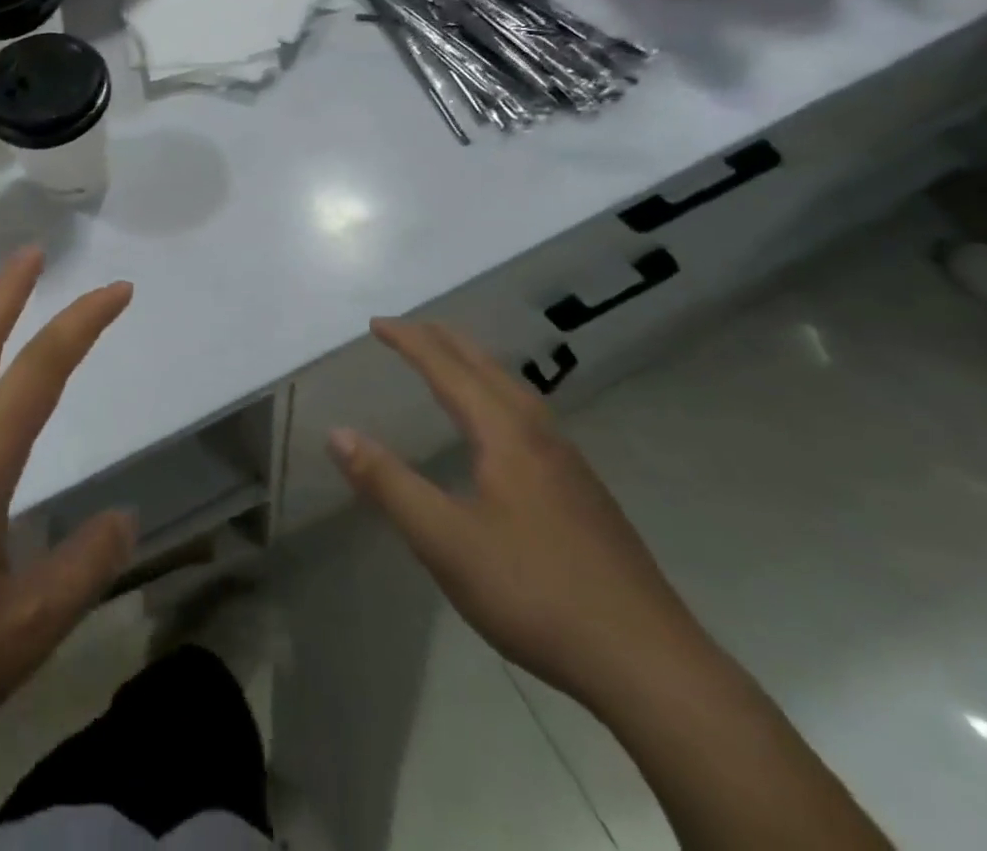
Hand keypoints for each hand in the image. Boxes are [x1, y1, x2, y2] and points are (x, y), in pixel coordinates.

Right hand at [328, 321, 708, 711]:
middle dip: (444, 341)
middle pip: (487, 368)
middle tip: (408, 329)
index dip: (410, 341)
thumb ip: (388, 483)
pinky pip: (531, 418)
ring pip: (515, 391)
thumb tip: (337, 433)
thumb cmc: (535, 593)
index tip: (376, 323)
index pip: (447, 369)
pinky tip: (500, 430)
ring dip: (475, 366)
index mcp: (505, 434)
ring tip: (450, 364)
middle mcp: (540, 434)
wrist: (649, 664)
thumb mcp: (445, 541)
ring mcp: (570, 464)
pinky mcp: (585, 494)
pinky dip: (499, 396)